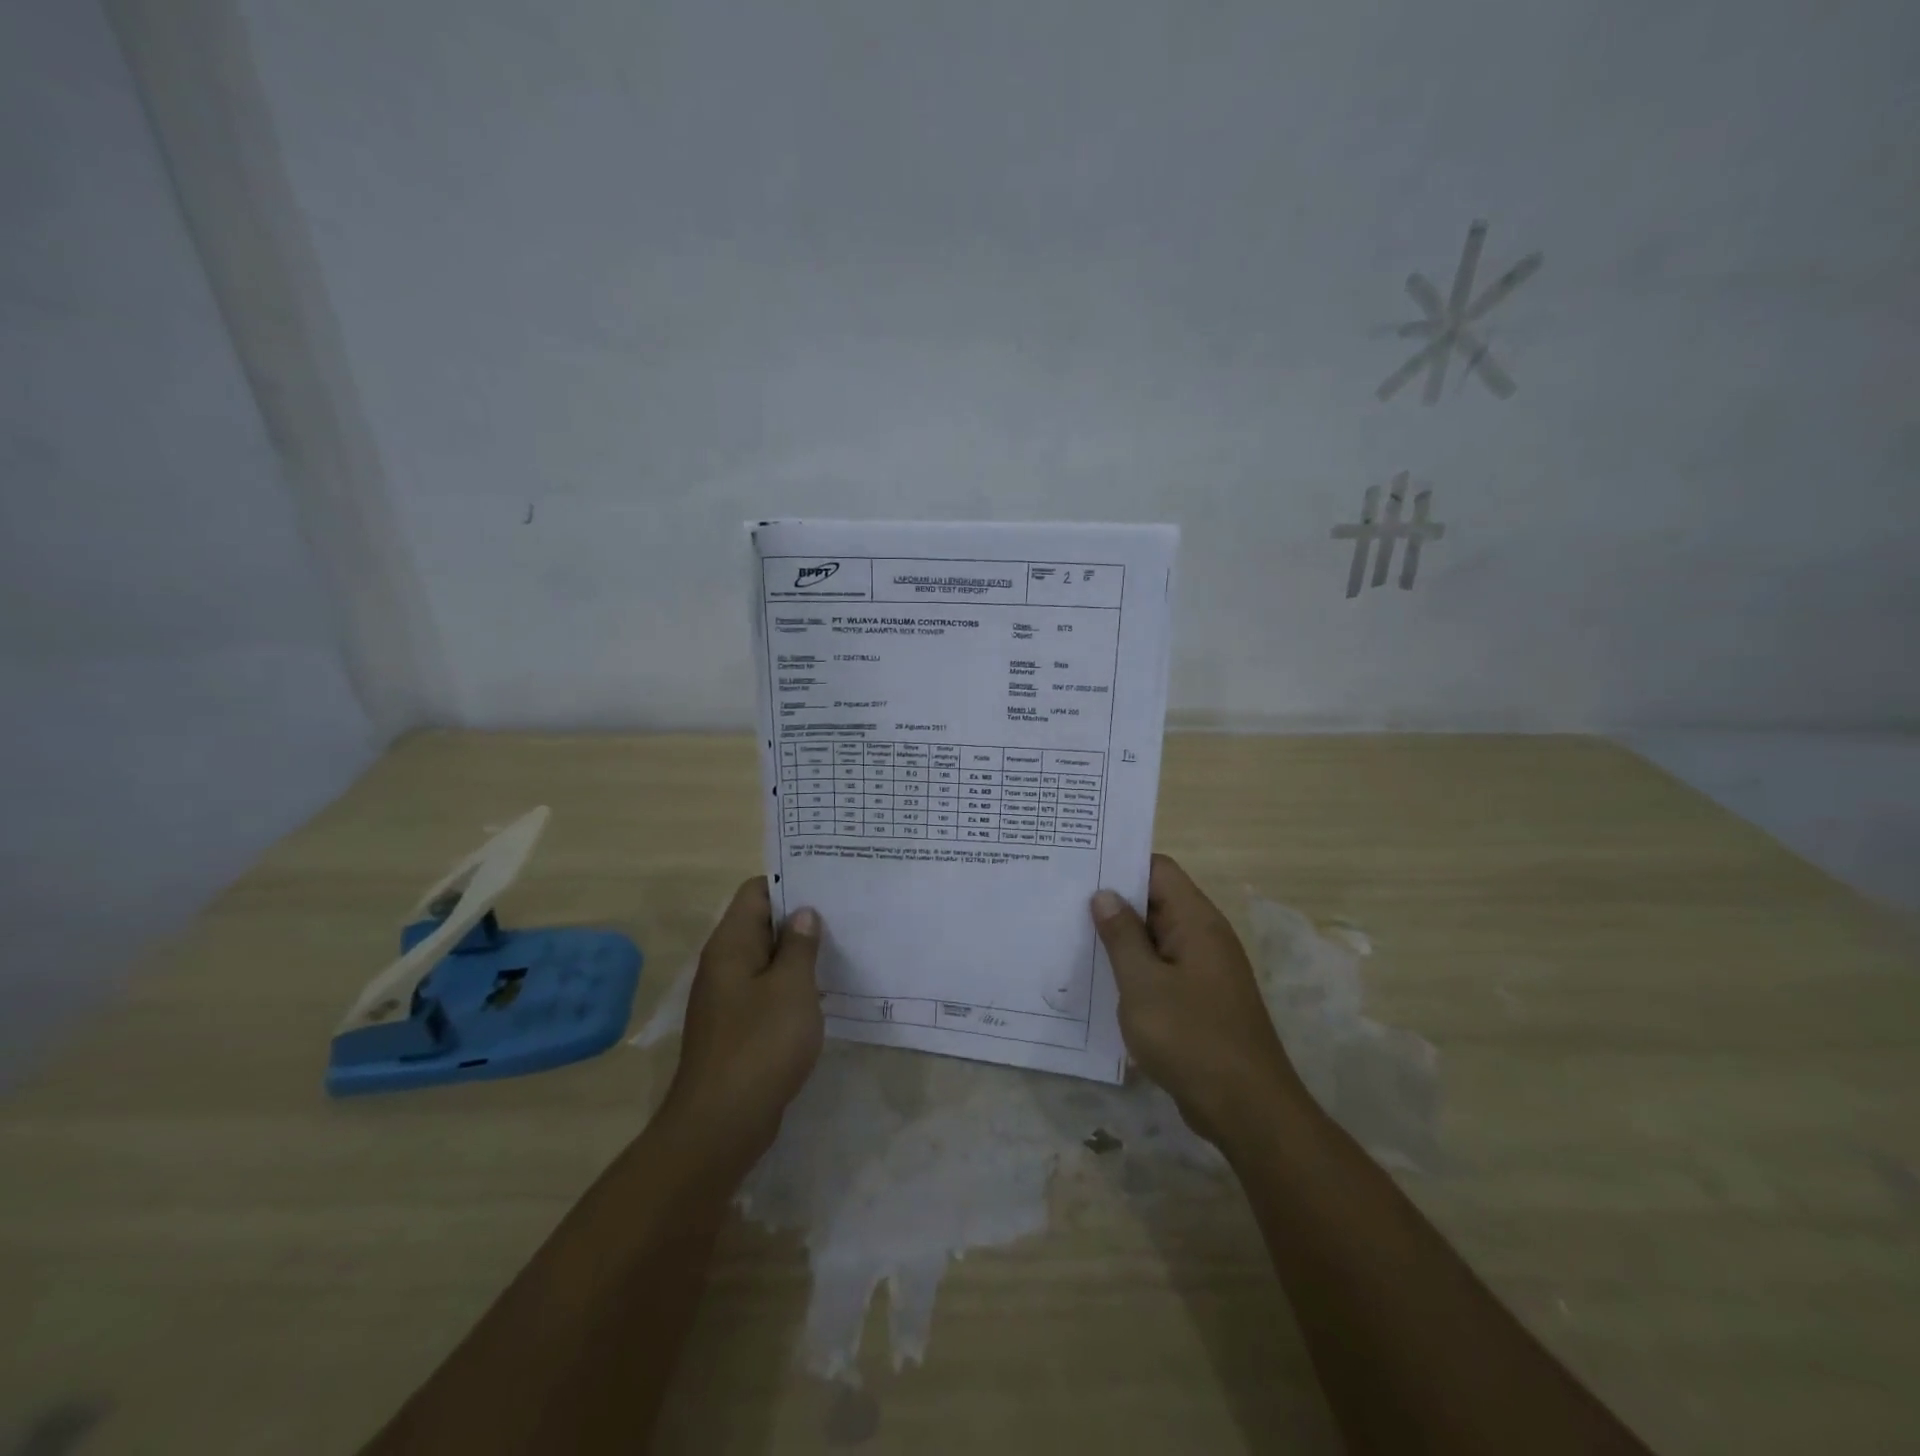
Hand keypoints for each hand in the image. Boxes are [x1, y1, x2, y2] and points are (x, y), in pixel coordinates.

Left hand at [664, 877, 823, 1162]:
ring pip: (768, 960)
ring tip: (845, 946)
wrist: (721, 1124)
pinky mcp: (740, 1028)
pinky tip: (826, 992)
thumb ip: (799, 946)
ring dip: (800, 954)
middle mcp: (725, 965)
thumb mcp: (791, 988)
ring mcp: (730, 999)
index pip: (756, 892)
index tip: (828, 882)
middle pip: (762, 924)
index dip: (790, 881)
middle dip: (802, 917)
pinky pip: (769, 992)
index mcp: (731, 945)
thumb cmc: (760, 1045)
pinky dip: (794, 986)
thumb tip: (803, 914)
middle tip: (847, 912)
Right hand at [1092, 854, 1304, 1145]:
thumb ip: (1122, 937)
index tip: (1082, 868)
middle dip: (1115, 901)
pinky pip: (1162, 970)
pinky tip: (1101, 981)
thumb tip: (1105, 895)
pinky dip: (1135, 969)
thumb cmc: (1191, 1038)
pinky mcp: (1200, 1001)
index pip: (1159, 870)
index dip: (1122, 864)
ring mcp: (1204, 971)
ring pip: (1157, 939)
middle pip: (1157, 902)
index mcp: (1197, 922)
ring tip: (1073, 936)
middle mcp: (1205, 938)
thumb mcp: (1143, 985)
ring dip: (1122, 939)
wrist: (1248, 1110)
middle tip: (1065, 901)